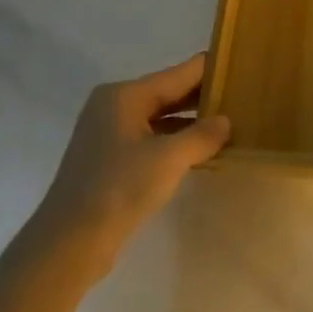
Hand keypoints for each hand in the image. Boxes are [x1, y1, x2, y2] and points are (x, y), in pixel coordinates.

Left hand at [37, 54, 230, 276]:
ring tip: (230, 124)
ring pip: (161, 118)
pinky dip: (176, 142)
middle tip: (243, 97)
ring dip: (192, 122)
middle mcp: (115, 106)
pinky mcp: (110, 160)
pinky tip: (202, 152)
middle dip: (204, 97)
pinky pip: (152, 139)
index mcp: (125, 95)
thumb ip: (202, 135)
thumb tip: (225, 121)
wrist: (69, 243)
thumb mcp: (169, 159)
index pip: (179, 73)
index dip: (211, 70)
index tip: (242, 68)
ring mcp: (110, 134)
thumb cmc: (119, 189)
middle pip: (169, 92)